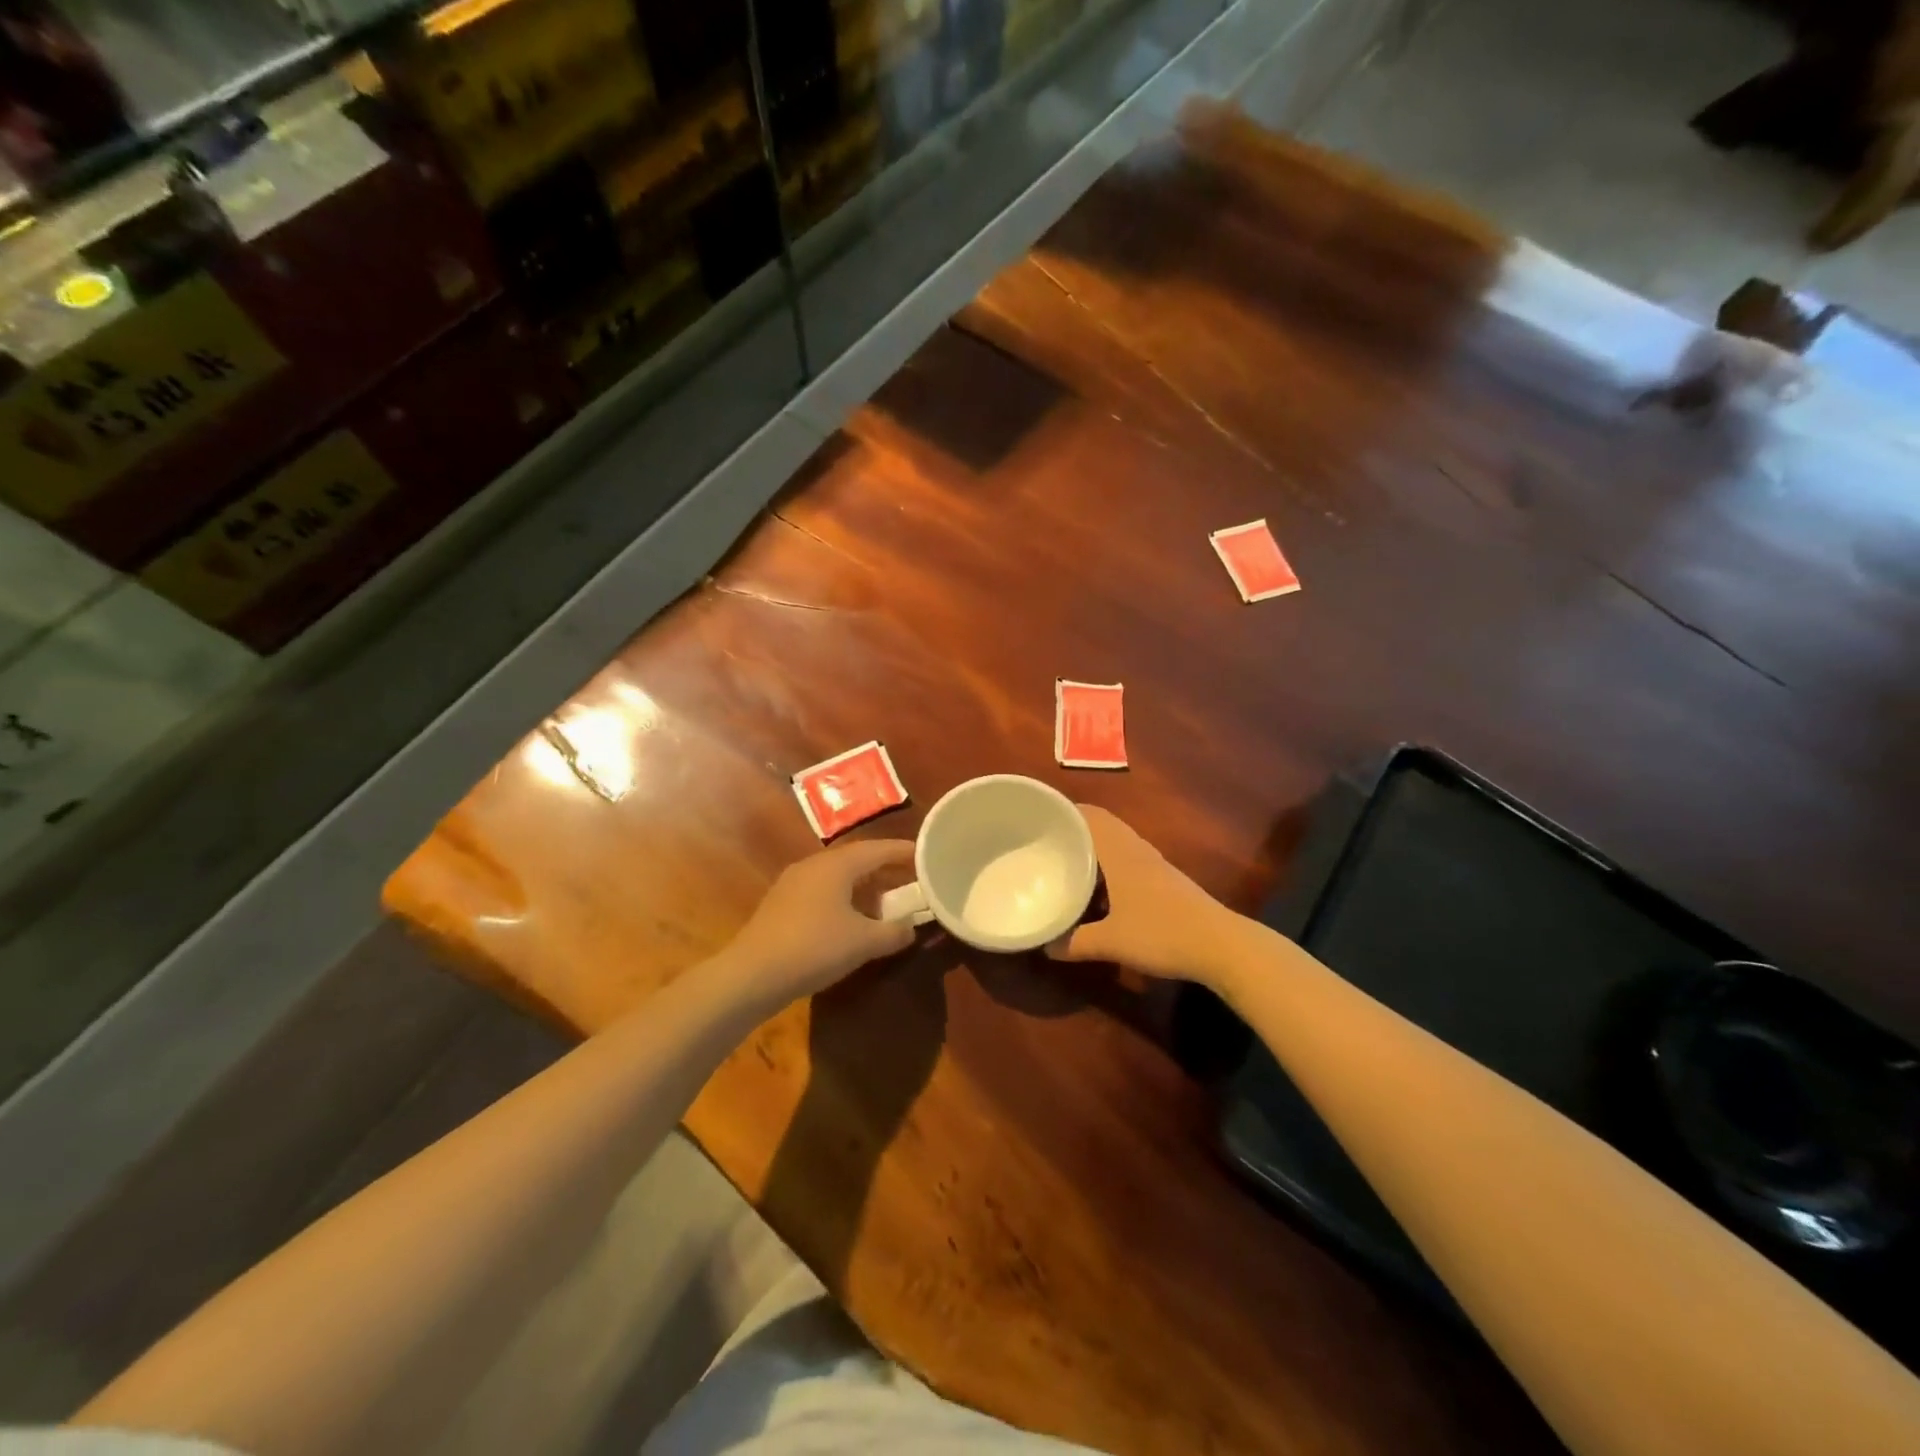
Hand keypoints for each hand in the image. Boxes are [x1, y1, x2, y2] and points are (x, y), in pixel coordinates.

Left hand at [720, 839, 916, 1006]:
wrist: (752, 974)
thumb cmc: (814, 948)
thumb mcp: (863, 942)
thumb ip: (894, 932)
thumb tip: (911, 927)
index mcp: (837, 865)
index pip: (879, 849)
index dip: (905, 852)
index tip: (927, 856)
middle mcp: (814, 865)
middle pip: (857, 859)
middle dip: (885, 870)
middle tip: (911, 881)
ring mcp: (794, 883)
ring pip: (838, 876)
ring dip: (864, 887)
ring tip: (885, 904)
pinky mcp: (781, 903)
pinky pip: (822, 891)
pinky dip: (844, 899)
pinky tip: (850, 921)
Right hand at [1047, 806, 1237, 984]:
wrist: (1221, 946)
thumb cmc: (1162, 934)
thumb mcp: (1111, 942)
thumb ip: (1075, 942)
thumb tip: (1046, 946)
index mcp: (1120, 853)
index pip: (1089, 816)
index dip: (1065, 812)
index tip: (1038, 820)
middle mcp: (1136, 850)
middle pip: (1102, 826)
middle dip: (1074, 831)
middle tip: (1045, 844)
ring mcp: (1153, 865)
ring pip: (1116, 844)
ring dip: (1093, 850)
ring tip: (1065, 865)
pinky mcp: (1165, 881)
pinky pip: (1127, 861)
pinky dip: (1108, 867)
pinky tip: (1098, 891)